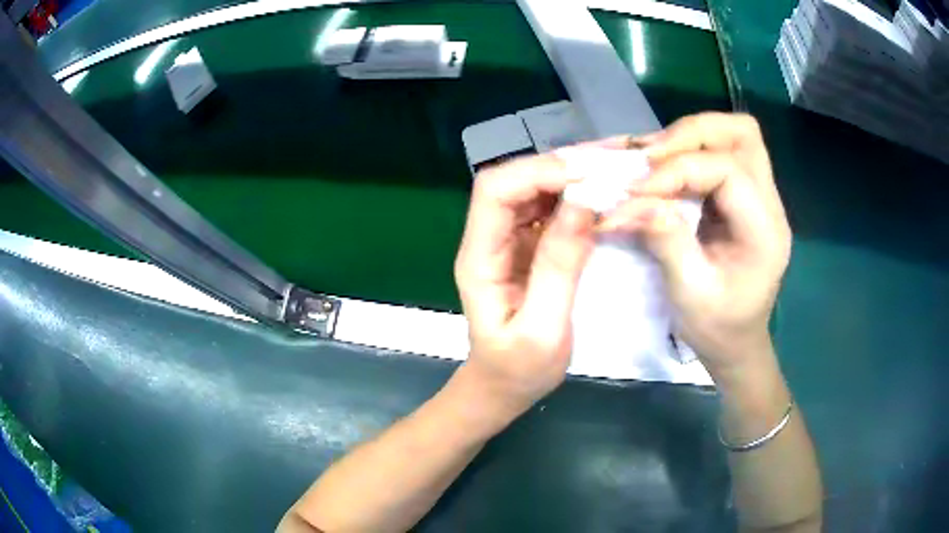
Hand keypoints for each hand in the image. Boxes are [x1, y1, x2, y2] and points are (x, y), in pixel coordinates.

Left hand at [455, 154, 595, 416]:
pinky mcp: (530, 245)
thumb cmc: (519, 369)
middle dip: (561, 165)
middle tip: (613, 161)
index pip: (495, 191)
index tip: (588, 177)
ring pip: (535, 188)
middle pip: (516, 180)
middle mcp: (489, 238)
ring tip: (617, 168)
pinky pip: (550, 207)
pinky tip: (607, 191)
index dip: (537, 172)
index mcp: (479, 257)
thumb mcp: (543, 330)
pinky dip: (578, 194)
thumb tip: (583, 202)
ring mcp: (509, 239)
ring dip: (573, 174)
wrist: (504, 386)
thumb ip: (559, 267)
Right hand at [601, 113, 791, 374]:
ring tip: (651, 158)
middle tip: (649, 157)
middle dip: (691, 134)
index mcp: (765, 231)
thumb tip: (629, 202)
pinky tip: (661, 167)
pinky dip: (687, 150)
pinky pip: (719, 152)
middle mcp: (769, 203)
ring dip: (689, 137)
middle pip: (742, 134)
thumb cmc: (718, 328)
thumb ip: (666, 241)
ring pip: (733, 135)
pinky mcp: (742, 196)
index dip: (679, 170)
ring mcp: (759, 196)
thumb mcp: (690, 293)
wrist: (737, 344)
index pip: (728, 171)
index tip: (636, 189)